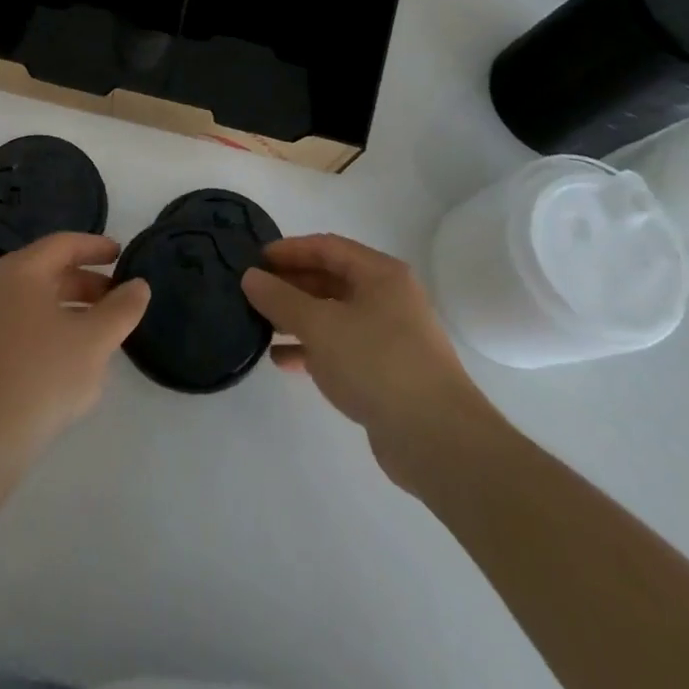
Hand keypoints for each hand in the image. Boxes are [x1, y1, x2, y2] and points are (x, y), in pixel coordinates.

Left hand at [0, 233, 150, 467]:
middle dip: (88, 281)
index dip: (95, 247)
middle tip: (120, 297)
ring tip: (105, 328)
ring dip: (74, 307)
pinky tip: (76, 355)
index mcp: (21, 271)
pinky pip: (27, 323)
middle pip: (50, 270)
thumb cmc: (43, 374)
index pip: (63, 244)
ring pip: (39, 300)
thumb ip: (121, 308)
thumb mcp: (94, 340)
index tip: (122, 255)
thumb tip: (139, 285)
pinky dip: (55, 326)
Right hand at [242, 234, 504, 491]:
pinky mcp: (386, 372)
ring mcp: (389, 337)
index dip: (288, 250)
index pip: (326, 247)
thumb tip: (250, 277)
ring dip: (297, 318)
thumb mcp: (319, 326)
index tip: (254, 260)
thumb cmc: (377, 364)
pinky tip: (282, 361)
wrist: (438, 441)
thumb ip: (280, 298)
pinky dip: (312, 349)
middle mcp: (388, 298)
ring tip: (260, 326)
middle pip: (330, 280)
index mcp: (380, 275)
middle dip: (290, 285)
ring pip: (333, 315)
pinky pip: (341, 348)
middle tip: (252, 293)